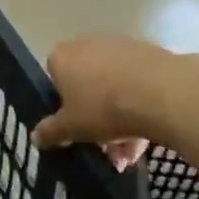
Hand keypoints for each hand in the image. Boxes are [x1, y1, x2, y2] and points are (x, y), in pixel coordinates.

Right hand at [32, 35, 170, 169]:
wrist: (163, 93)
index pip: (54, 77)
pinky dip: (141, 108)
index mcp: (63, 56)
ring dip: (120, 119)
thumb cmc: (103, 108)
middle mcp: (89, 44)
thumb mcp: (70, 128)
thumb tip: (35, 137)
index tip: (73, 125)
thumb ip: (50, 132)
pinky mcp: (152, 54)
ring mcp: (123, 47)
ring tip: (131, 153)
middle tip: (104, 146)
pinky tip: (150, 137)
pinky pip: (139, 85)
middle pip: (87, 84)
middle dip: (94, 117)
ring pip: (115, 88)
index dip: (63, 104)